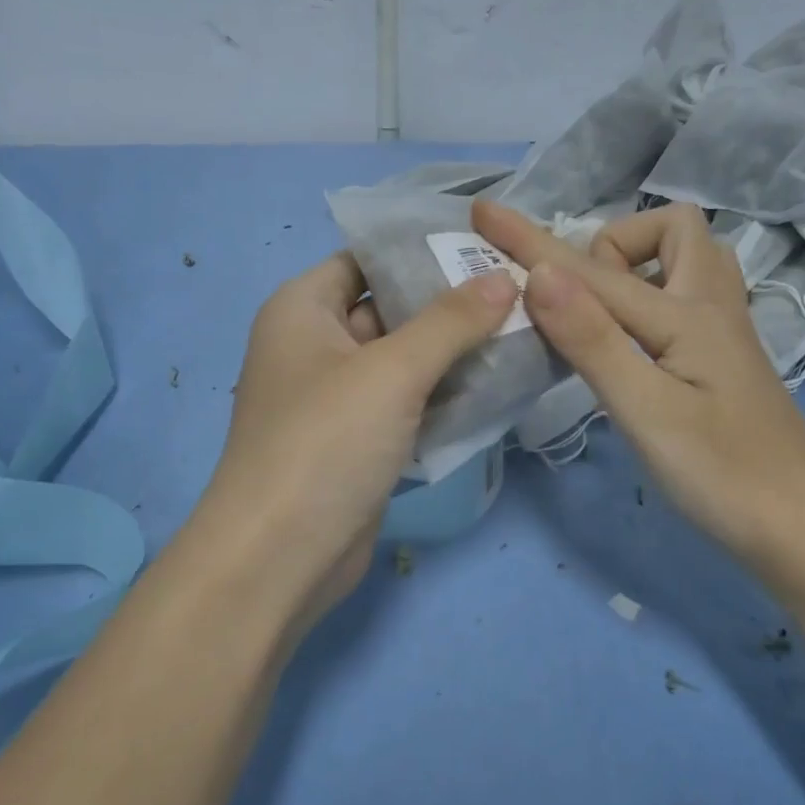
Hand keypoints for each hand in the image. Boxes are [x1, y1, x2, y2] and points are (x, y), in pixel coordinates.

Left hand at [193, 251, 517, 630]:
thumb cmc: (325, 443)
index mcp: (303, 309)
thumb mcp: (391, 371)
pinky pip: (407, 405)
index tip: (487, 248)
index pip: (366, 259)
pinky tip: (498, 388)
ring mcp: (337, 399)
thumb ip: (451, 322)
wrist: (280, 557)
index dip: (422, 251)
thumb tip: (504, 278)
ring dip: (455, 354)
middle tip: (520, 293)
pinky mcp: (358, 443)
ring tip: (523, 334)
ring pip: (404, 361)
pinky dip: (445, 397)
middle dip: (450, 305)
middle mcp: (315, 346)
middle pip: (390, 309)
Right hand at [473, 200, 804, 558]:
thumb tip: (539, 272)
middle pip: (671, 231)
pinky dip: (648, 301)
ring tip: (602, 316)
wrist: (804, 531)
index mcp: (687, 315)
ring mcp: (723, 335)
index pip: (592, 271)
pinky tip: (630, 345)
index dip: (532, 242)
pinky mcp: (723, 363)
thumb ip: (593, 340)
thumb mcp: (647, 411)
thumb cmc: (723, 476)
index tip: (484, 212)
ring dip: (638, 267)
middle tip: (581, 302)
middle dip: (612, 246)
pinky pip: (684, 301)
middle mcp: (711, 308)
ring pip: (686, 264)